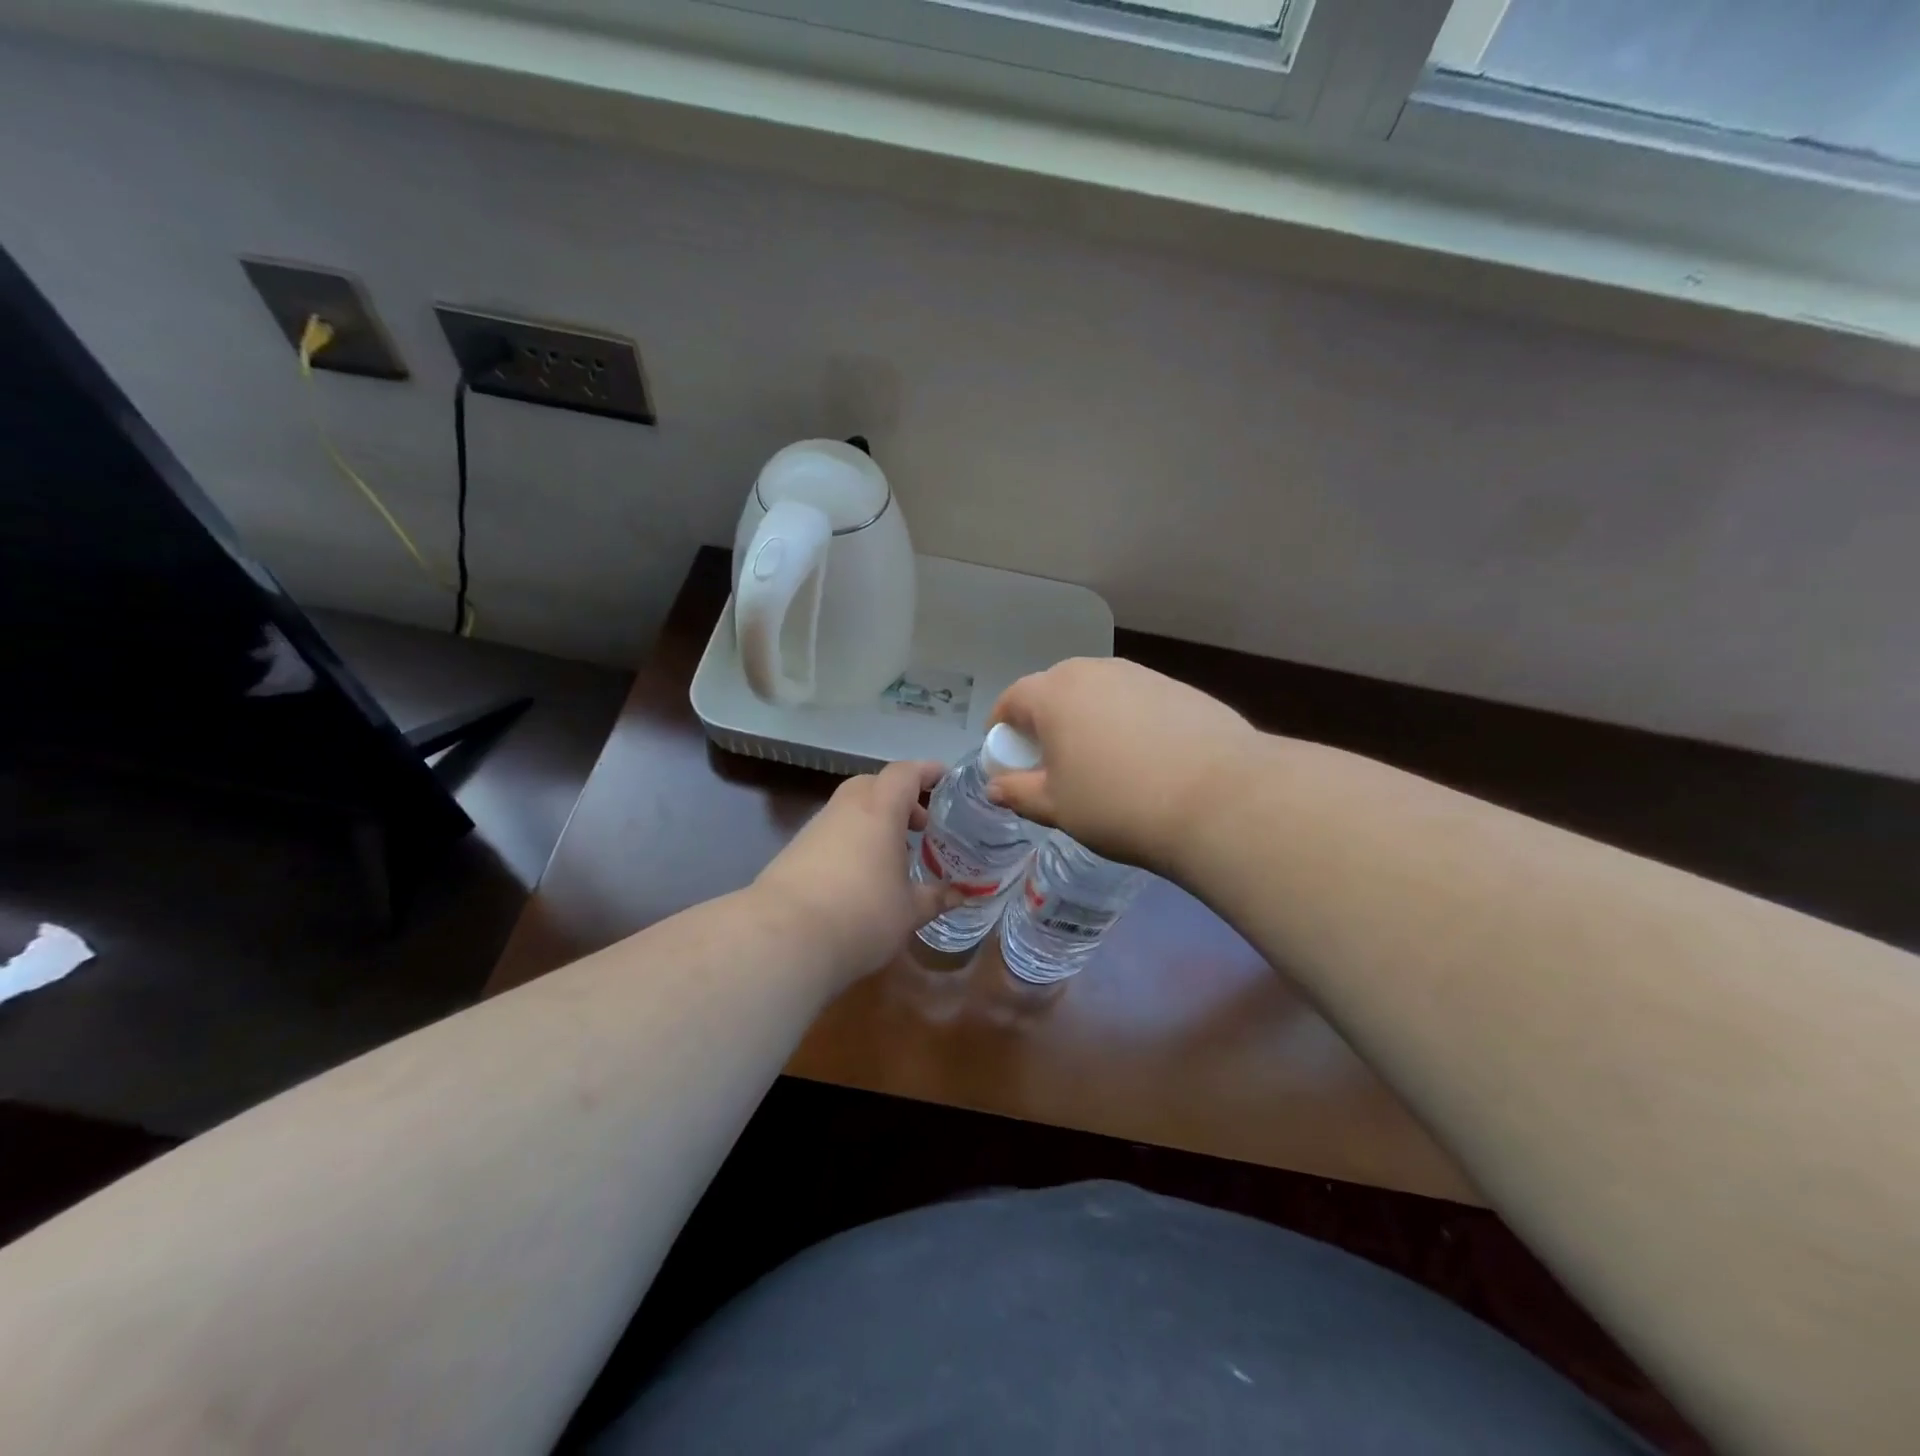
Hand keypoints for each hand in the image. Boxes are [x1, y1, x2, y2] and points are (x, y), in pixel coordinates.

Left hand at [754, 760, 959, 983]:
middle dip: (900, 798)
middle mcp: (846, 809)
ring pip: (851, 808)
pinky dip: (853, 840)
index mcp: (879, 810)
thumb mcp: (909, 912)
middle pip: (874, 784)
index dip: (927, 771)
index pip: (905, 773)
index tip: (945, 779)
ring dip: (875, 820)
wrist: (783, 937)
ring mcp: (816, 828)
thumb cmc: (861, 915)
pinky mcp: (795, 851)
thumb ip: (936, 897)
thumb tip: (961, 894)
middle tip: (922, 825)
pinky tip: (861, 875)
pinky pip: (833, 832)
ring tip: (894, 854)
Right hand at [986, 658, 1257, 875]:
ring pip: (1098, 694)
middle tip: (1055, 764)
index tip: (1009, 759)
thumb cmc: (1118, 804)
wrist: (1219, 798)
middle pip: (1054, 691)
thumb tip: (996, 786)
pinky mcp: (1178, 687)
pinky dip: (1127, 722)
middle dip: (1045, 723)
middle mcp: (1093, 671)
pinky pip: (1135, 701)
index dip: (1003, 730)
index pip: (1012, 701)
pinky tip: (1147, 758)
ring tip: (1103, 762)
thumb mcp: (1057, 808)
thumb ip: (1019, 792)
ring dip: (1088, 720)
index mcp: (1053, 694)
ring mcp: (1140, 675)